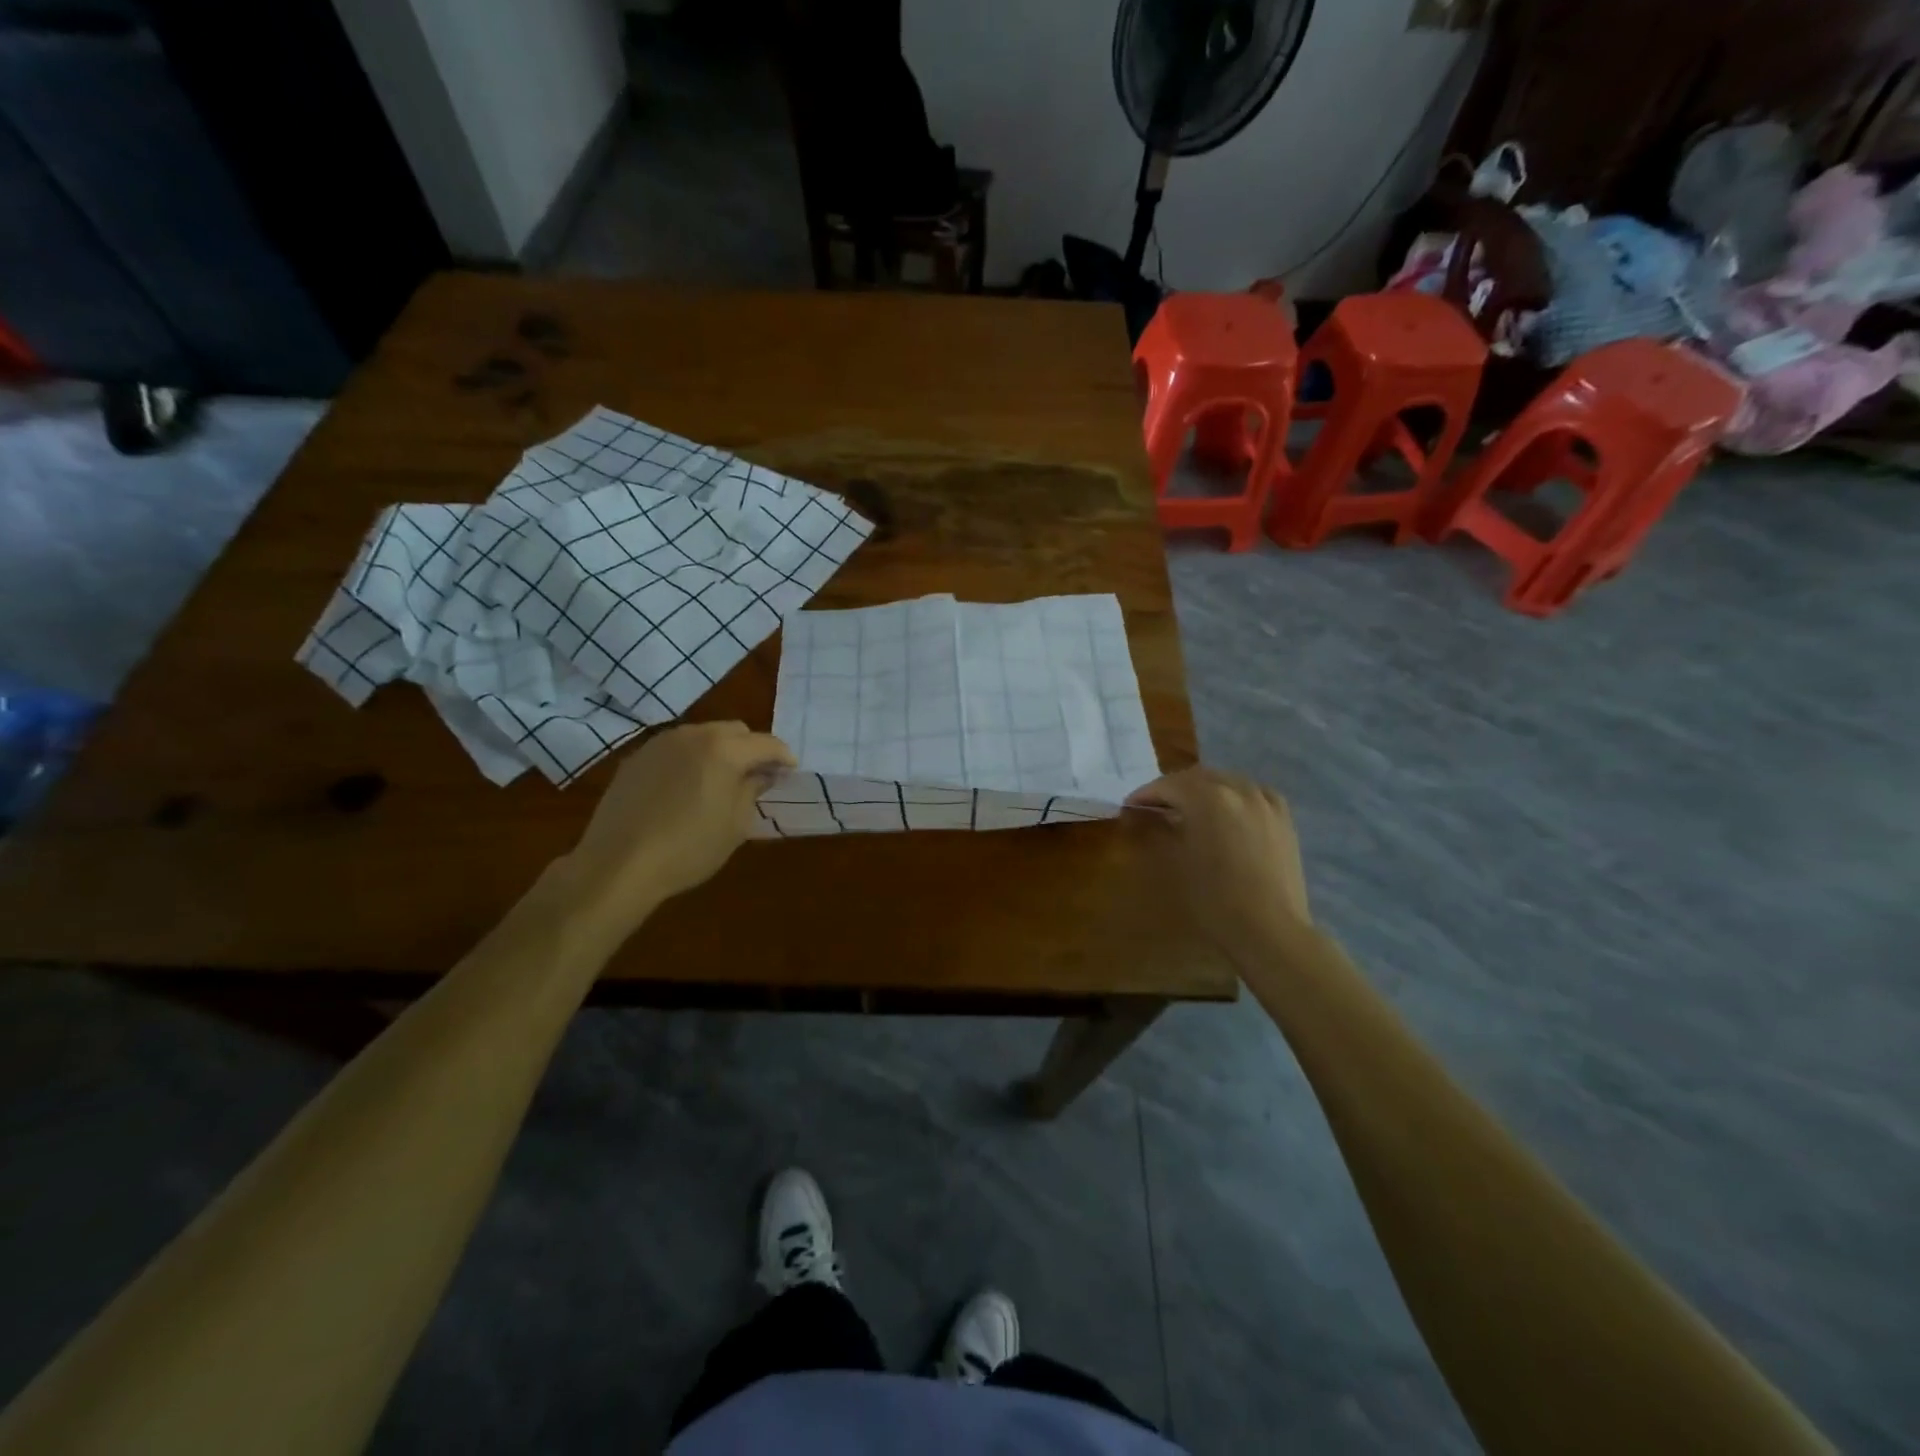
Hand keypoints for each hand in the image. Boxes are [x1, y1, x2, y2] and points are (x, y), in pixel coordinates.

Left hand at [564, 722, 794, 929]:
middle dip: (751, 749)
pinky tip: (686, 788)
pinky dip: (691, 760)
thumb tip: (761, 774)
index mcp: (724, 750)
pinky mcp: (637, 758)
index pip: (766, 743)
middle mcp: (693, 735)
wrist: (618, 864)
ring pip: (703, 735)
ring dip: (720, 751)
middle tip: (757, 776)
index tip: (790, 771)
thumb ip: (752, 791)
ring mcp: (661, 743)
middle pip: (735, 731)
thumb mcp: (735, 825)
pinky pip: (675, 749)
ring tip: (720, 781)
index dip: (783, 756)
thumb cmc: (689, 849)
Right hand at [1127, 767, 1310, 957]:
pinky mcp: (1283, 817)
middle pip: (1197, 777)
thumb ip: (1158, 829)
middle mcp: (1238, 789)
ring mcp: (1265, 801)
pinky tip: (1228, 812)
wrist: (1269, 929)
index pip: (1168, 785)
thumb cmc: (1214, 898)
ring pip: (1226, 782)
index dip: (1146, 794)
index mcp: (1208, 797)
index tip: (1130, 805)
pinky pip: (1252, 794)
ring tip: (1189, 809)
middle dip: (1173, 788)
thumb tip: (1143, 814)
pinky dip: (1233, 797)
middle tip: (1155, 806)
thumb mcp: (1175, 862)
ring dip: (1203, 790)